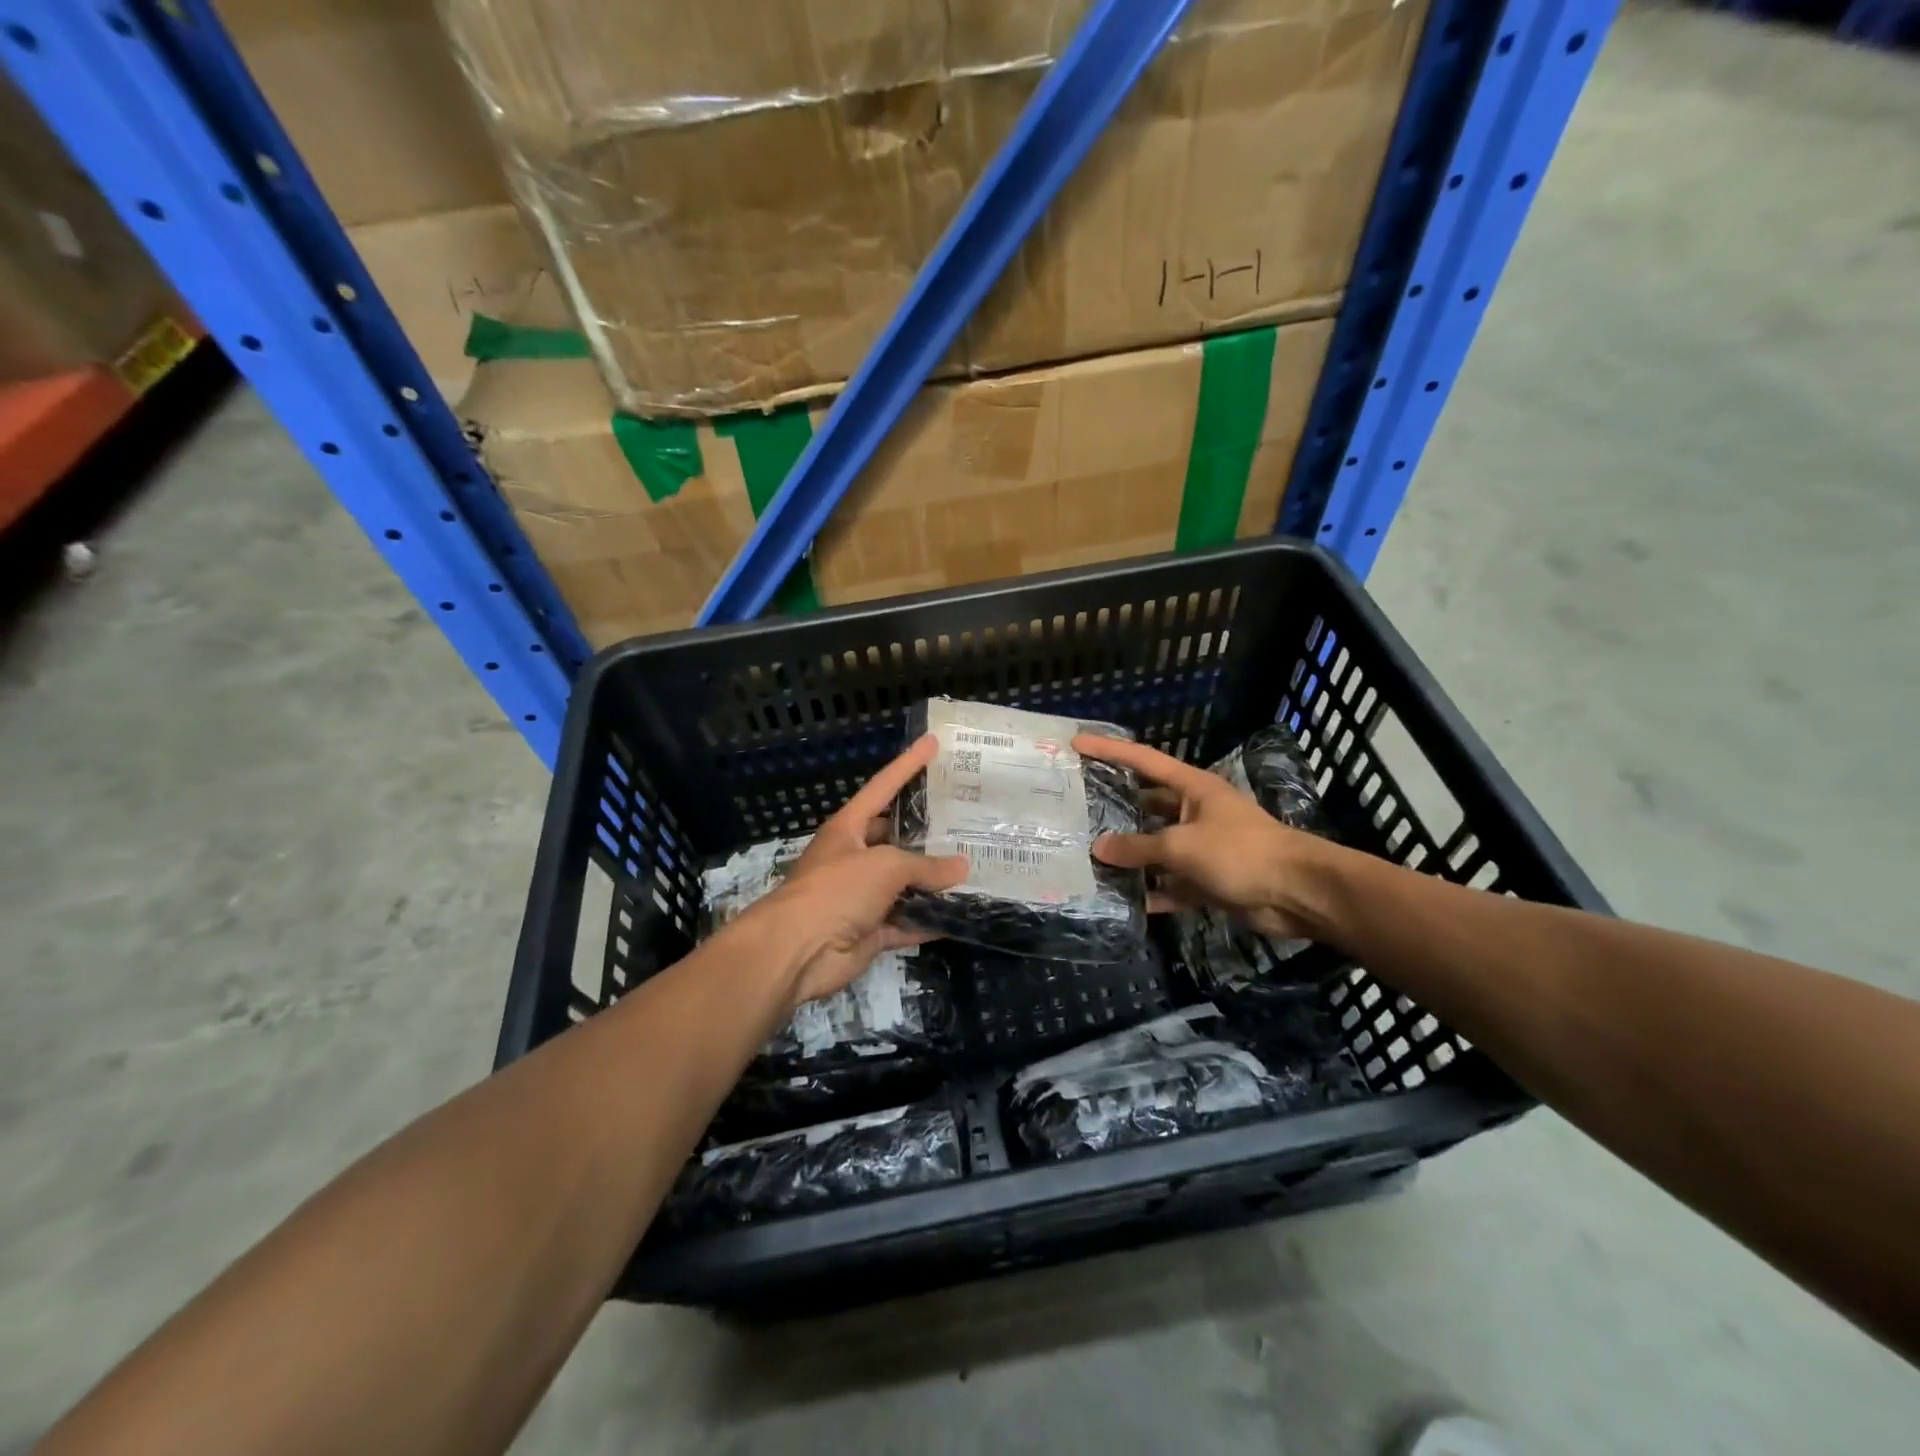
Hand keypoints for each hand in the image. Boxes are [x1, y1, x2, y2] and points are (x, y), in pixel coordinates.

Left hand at [742, 735, 968, 1008]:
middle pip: (897, 837)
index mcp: (849, 828)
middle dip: (927, 831)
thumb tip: (962, 867)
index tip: (933, 742)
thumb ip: (925, 865)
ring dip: (933, 881)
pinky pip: (906, 922)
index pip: (883, 786)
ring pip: (905, 883)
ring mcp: (862, 895)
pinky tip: (961, 916)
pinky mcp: (869, 930)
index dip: (908, 764)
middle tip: (967, 820)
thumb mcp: (885, 866)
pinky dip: (929, 921)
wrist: (796, 951)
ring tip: (974, 867)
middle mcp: (855, 857)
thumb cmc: (836, 890)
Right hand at [1071, 733, 1332, 940]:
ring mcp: (1202, 847)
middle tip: (1077, 810)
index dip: (1110, 751)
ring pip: (1157, 848)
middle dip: (1116, 808)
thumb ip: (1138, 847)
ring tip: (1089, 858)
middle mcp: (1195, 812)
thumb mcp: (1181, 846)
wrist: (1297, 893)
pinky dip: (1153, 892)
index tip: (1078, 744)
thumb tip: (1098, 849)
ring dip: (1131, 856)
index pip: (1143, 761)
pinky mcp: (1209, 880)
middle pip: (1147, 805)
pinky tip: (1124, 901)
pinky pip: (1172, 884)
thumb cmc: (1240, 852)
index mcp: (1192, 788)